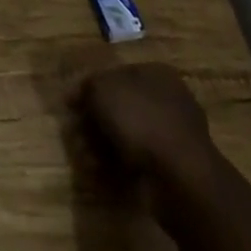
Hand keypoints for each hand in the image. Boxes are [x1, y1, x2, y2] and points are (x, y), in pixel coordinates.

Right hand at [75, 63, 217, 185]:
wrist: (180, 176)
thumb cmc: (140, 119)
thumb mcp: (103, 89)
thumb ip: (87, 86)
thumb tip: (79, 95)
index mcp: (156, 74)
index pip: (114, 75)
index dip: (89, 89)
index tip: (70, 107)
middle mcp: (166, 101)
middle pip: (119, 108)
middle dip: (93, 123)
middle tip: (75, 136)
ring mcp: (171, 137)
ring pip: (126, 137)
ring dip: (101, 147)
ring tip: (84, 159)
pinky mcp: (171, 169)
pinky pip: (137, 162)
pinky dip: (117, 167)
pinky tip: (100, 174)